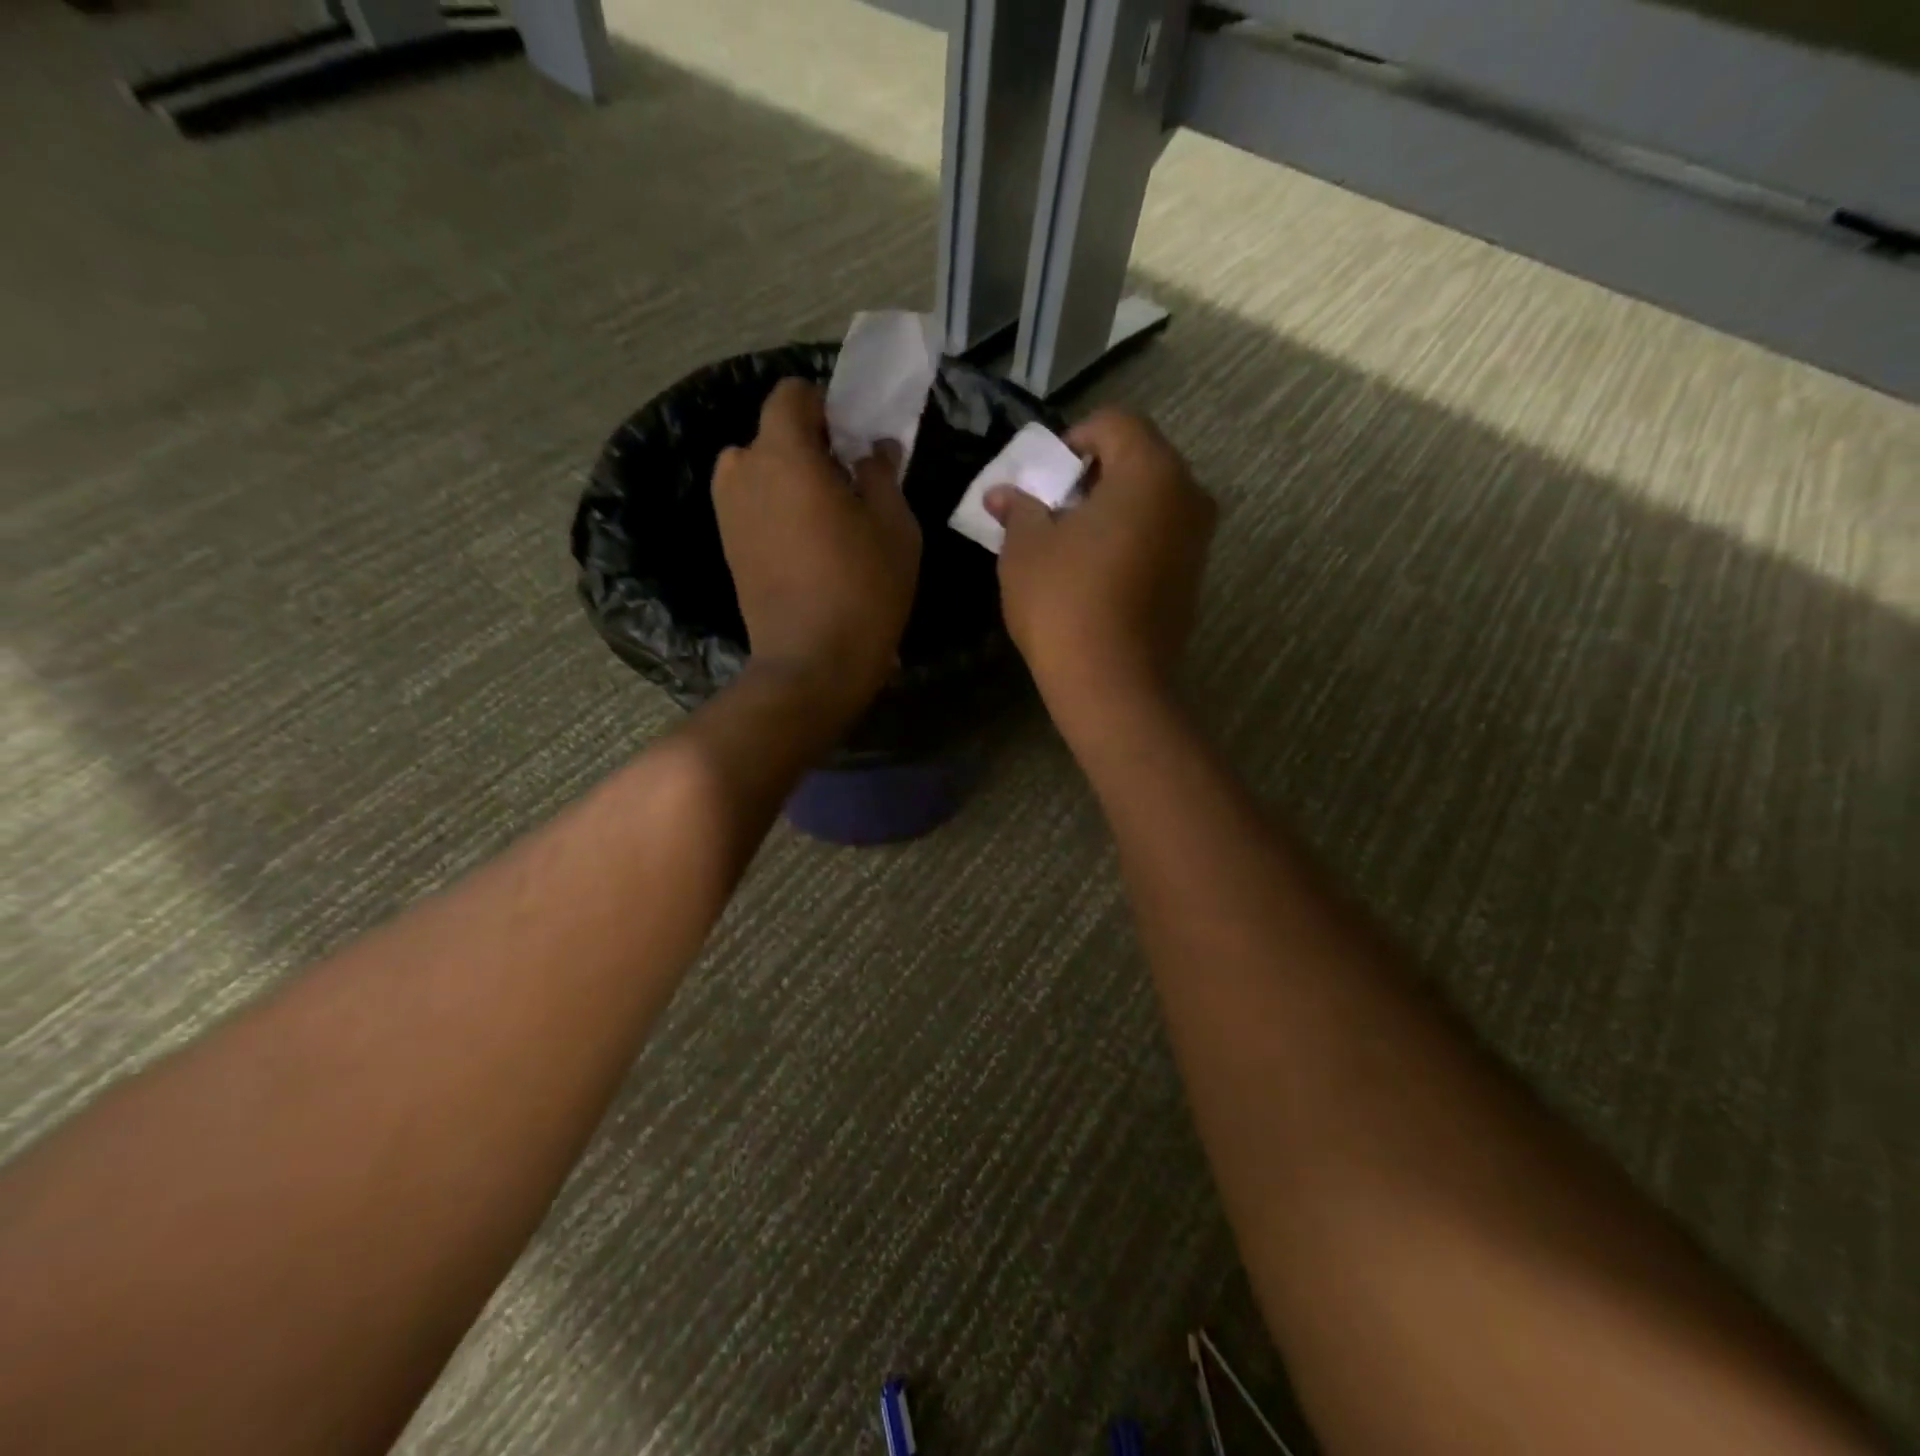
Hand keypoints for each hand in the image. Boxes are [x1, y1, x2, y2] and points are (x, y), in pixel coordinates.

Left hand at [714, 378, 921, 719]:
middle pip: (774, 434)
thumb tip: (872, 449)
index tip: (854, 441)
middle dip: (810, 447)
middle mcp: (743, 471)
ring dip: (791, 480)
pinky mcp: (729, 546)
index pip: (791, 394)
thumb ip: (881, 473)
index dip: (825, 407)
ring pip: (761, 472)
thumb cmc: (863, 588)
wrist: (811, 662)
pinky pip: (754, 506)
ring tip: (827, 519)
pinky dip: (777, 510)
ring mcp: (728, 512)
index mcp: (783, 454)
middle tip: (849, 484)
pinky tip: (808, 547)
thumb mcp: (894, 525)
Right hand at [988, 408, 1214, 726]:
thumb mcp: (1026, 549)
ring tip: (1071, 543)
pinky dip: (1130, 537)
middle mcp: (1188, 494)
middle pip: (1138, 459)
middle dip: (1092, 475)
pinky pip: (1160, 534)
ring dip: (1111, 508)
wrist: (1112, 684)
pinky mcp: (1193, 576)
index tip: (1043, 478)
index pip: (1114, 423)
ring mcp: (1198, 538)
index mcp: (1151, 471)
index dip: (1072, 440)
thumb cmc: (1064, 603)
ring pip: (1151, 499)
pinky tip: (1097, 572)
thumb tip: (1002, 494)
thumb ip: (1019, 508)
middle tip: (1052, 509)